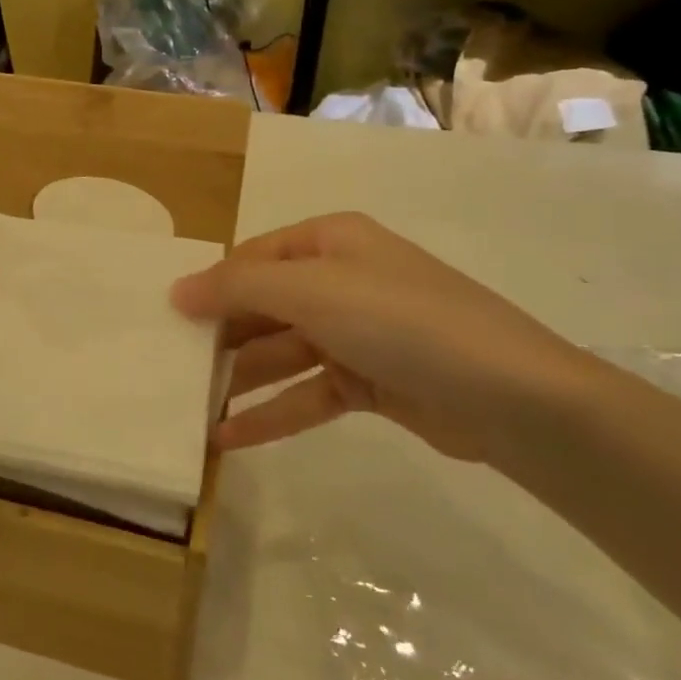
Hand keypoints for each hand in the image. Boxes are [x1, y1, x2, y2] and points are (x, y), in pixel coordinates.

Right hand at [171, 212, 597, 463]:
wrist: (513, 397)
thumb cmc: (402, 321)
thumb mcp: (313, 291)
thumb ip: (238, 288)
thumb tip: (177, 290)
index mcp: (330, 241)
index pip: (253, 258)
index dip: (211, 286)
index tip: (167, 319)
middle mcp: (342, 279)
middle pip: (265, 305)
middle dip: (222, 336)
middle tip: (174, 368)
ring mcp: (358, 333)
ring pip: (283, 352)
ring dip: (242, 380)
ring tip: (191, 408)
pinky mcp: (371, 382)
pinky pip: (307, 392)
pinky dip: (272, 412)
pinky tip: (230, 438)